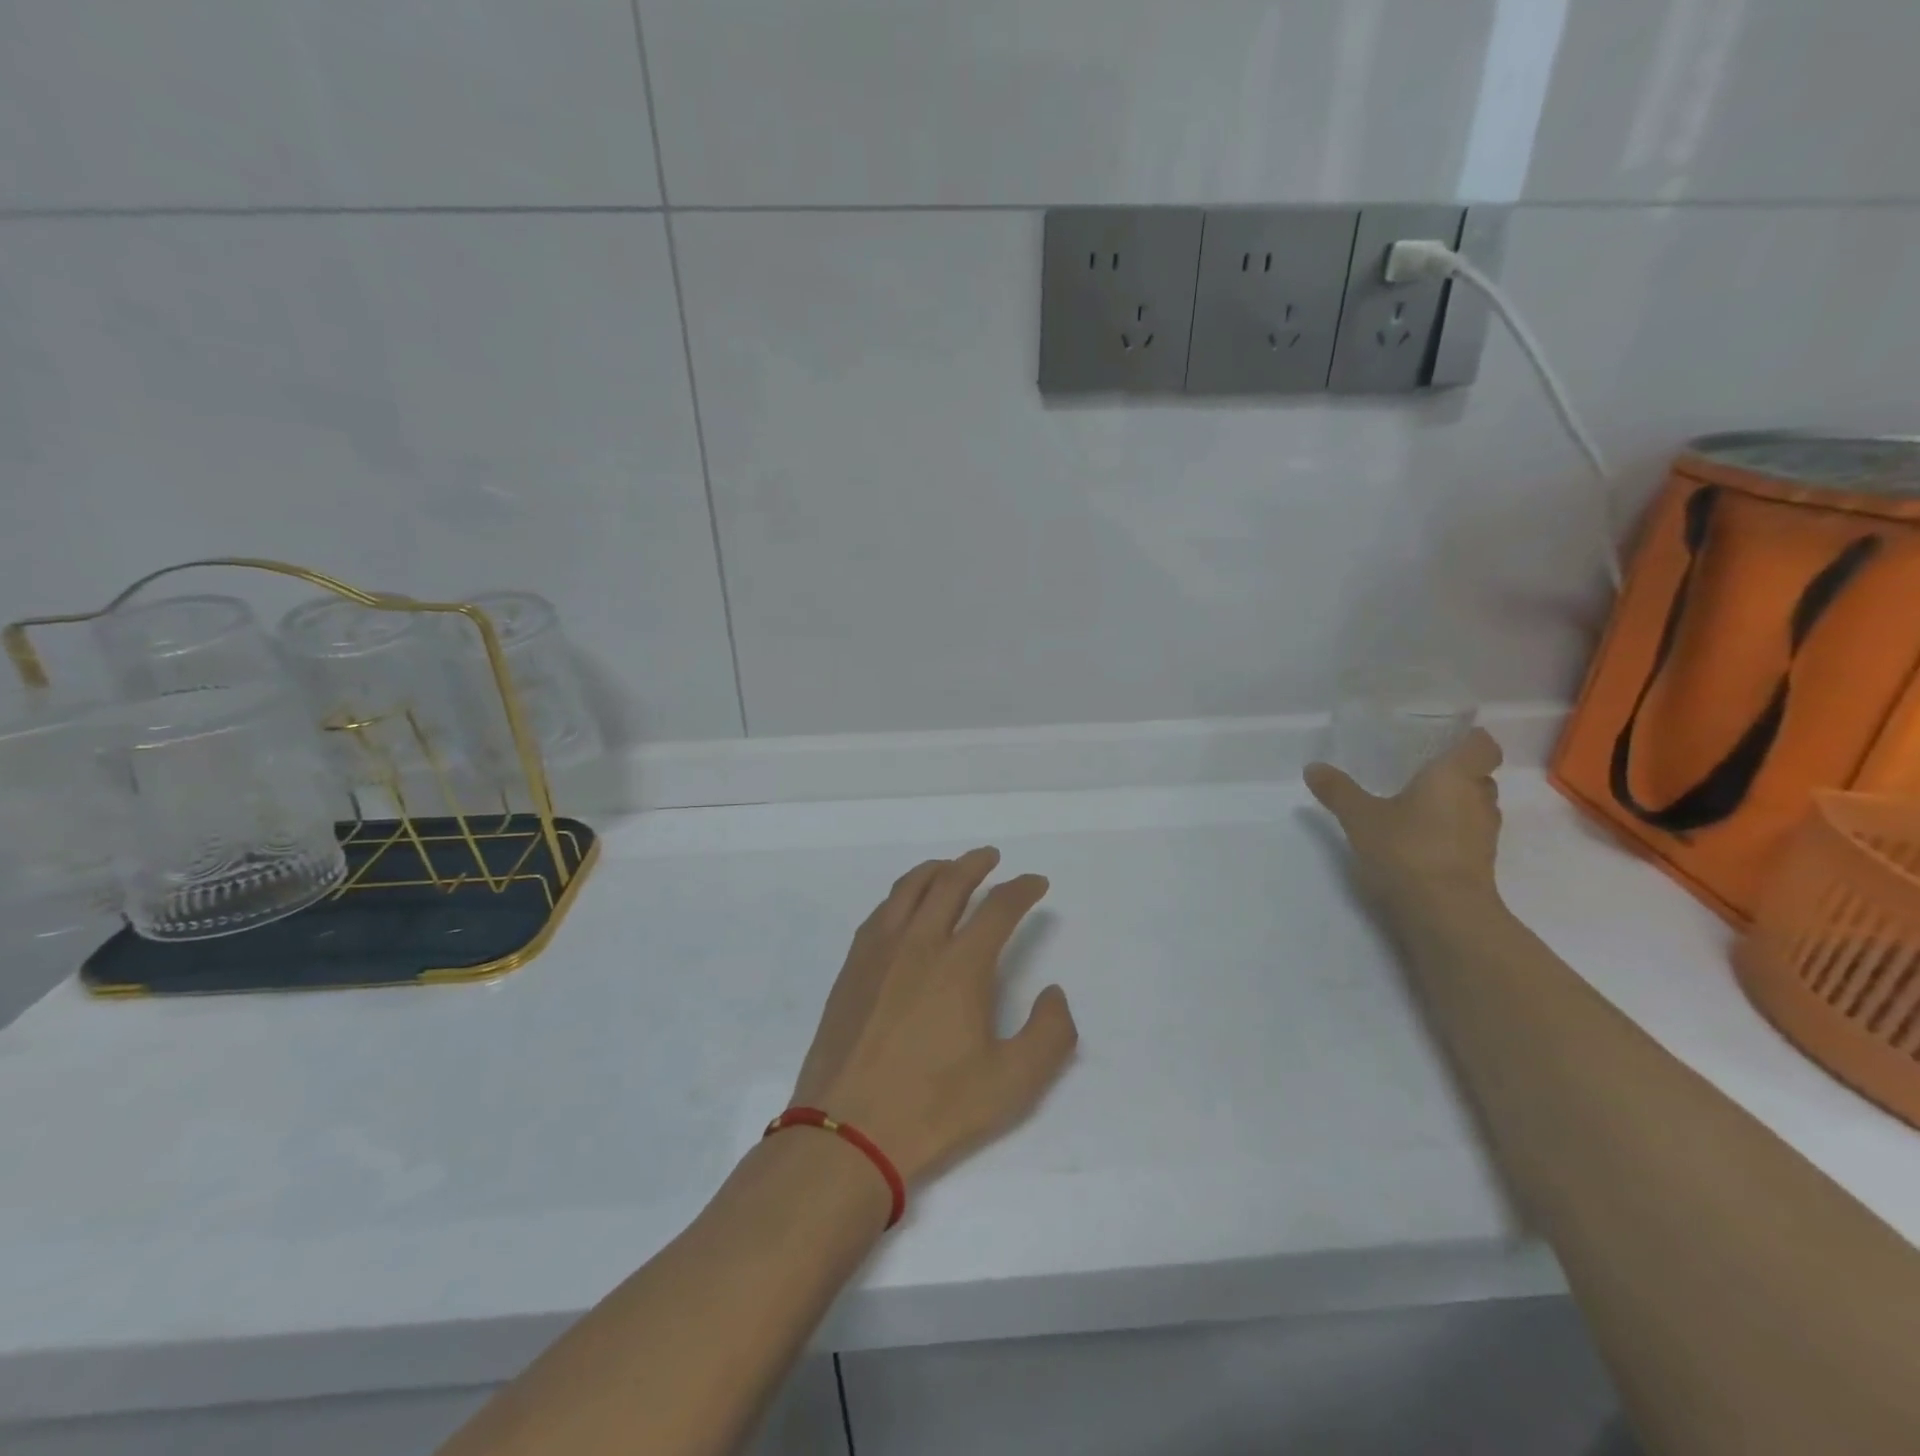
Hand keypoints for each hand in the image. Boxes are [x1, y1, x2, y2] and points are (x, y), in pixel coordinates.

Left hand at [790, 847, 1077, 1186]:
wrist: (848, 1132)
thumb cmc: (935, 1107)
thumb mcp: (1013, 1082)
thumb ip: (1050, 1033)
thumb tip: (1055, 993)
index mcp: (961, 964)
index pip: (999, 907)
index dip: (1023, 889)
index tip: (1036, 883)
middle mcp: (919, 942)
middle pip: (950, 882)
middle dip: (976, 863)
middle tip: (992, 857)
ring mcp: (879, 951)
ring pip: (909, 888)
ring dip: (936, 870)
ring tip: (949, 868)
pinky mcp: (852, 967)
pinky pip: (880, 911)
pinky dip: (901, 894)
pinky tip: (905, 906)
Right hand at [1304, 728, 1504, 904]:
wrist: (1445, 912)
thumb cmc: (1407, 849)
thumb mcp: (1360, 817)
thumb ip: (1338, 791)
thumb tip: (1312, 767)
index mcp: (1455, 777)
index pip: (1482, 746)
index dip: (1470, 740)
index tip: (1448, 739)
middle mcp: (1478, 800)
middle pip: (1479, 777)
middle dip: (1456, 774)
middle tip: (1421, 773)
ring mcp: (1484, 835)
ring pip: (1475, 808)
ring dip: (1453, 805)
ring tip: (1416, 807)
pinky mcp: (1480, 864)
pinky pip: (1467, 835)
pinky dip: (1450, 832)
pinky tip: (1418, 839)